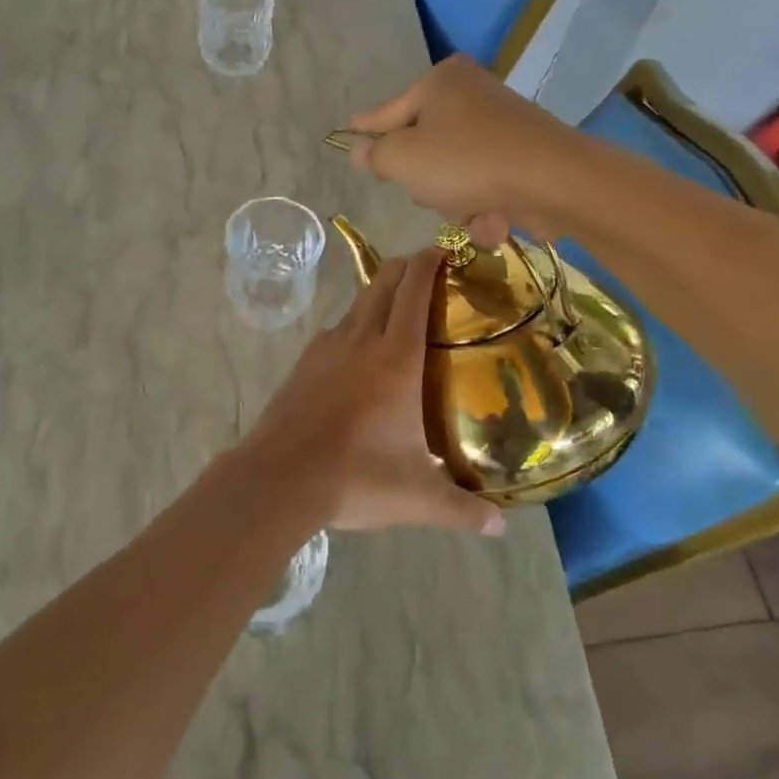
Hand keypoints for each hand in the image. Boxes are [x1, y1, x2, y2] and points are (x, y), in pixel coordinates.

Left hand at [237, 247, 503, 536]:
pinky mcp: (303, 363)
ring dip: (378, 294)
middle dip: (406, 267)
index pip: (413, 291)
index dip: (429, 262)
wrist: (279, 478)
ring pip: (356, 303)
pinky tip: (357, 353)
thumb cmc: (355, 477)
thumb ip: (461, 510)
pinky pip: (335, 330)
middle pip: (383, 282)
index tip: (444, 250)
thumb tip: (500, 529)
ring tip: (397, 310)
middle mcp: (361, 340)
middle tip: (428, 272)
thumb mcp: (417, 498)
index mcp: (396, 357)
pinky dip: (353, 325)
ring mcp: (326, 348)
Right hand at [346, 55, 577, 247]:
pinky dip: (484, 206)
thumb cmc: (466, 161)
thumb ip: (377, 156)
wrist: (553, 180)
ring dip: (455, 201)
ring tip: (471, 209)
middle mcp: (471, 94)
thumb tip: (361, 150)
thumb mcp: (404, 159)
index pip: (388, 111)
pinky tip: (495, 218)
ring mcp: (500, 125)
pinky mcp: (522, 155)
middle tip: (430, 190)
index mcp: (440, 82)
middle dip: (425, 179)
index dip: (366, 128)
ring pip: (453, 172)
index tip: (348, 130)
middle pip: (424, 145)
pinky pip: (484, 184)